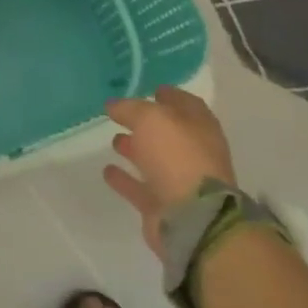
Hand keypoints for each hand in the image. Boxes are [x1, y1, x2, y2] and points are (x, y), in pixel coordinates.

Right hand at [102, 87, 236, 260]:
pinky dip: (124, 179)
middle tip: (122, 114)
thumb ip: (130, 108)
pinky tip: (107, 170)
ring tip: (113, 139)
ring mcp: (179, 181)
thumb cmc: (177, 157)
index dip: (170, 95)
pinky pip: (139, 187)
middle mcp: (193, 153)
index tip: (150, 89)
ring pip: (154, 160)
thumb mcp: (151, 119)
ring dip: (135, 149)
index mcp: (200, 128)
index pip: (186, 104)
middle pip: (169, 134)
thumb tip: (113, 105)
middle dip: (147, 124)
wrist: (193, 218)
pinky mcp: (163, 206)